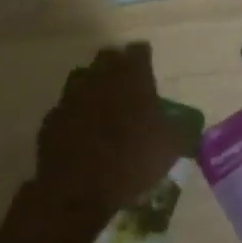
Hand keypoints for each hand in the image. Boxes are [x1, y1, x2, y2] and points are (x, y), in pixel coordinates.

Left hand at [31, 42, 189, 231]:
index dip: (144, 58)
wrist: (78, 191)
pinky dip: (73, 114)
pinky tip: (80, 130)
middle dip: (117, 66)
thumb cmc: (131, 161)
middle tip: (127, 86)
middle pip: (108, 57)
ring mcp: (71, 96)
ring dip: (92, 86)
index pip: (139, 50)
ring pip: (82, 77)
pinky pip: (65, 107)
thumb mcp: (171, 147)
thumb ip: (183, 129)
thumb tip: (189, 124)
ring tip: (102, 106)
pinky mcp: (52, 119)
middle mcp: (100, 77)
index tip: (148, 70)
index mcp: (131, 76)